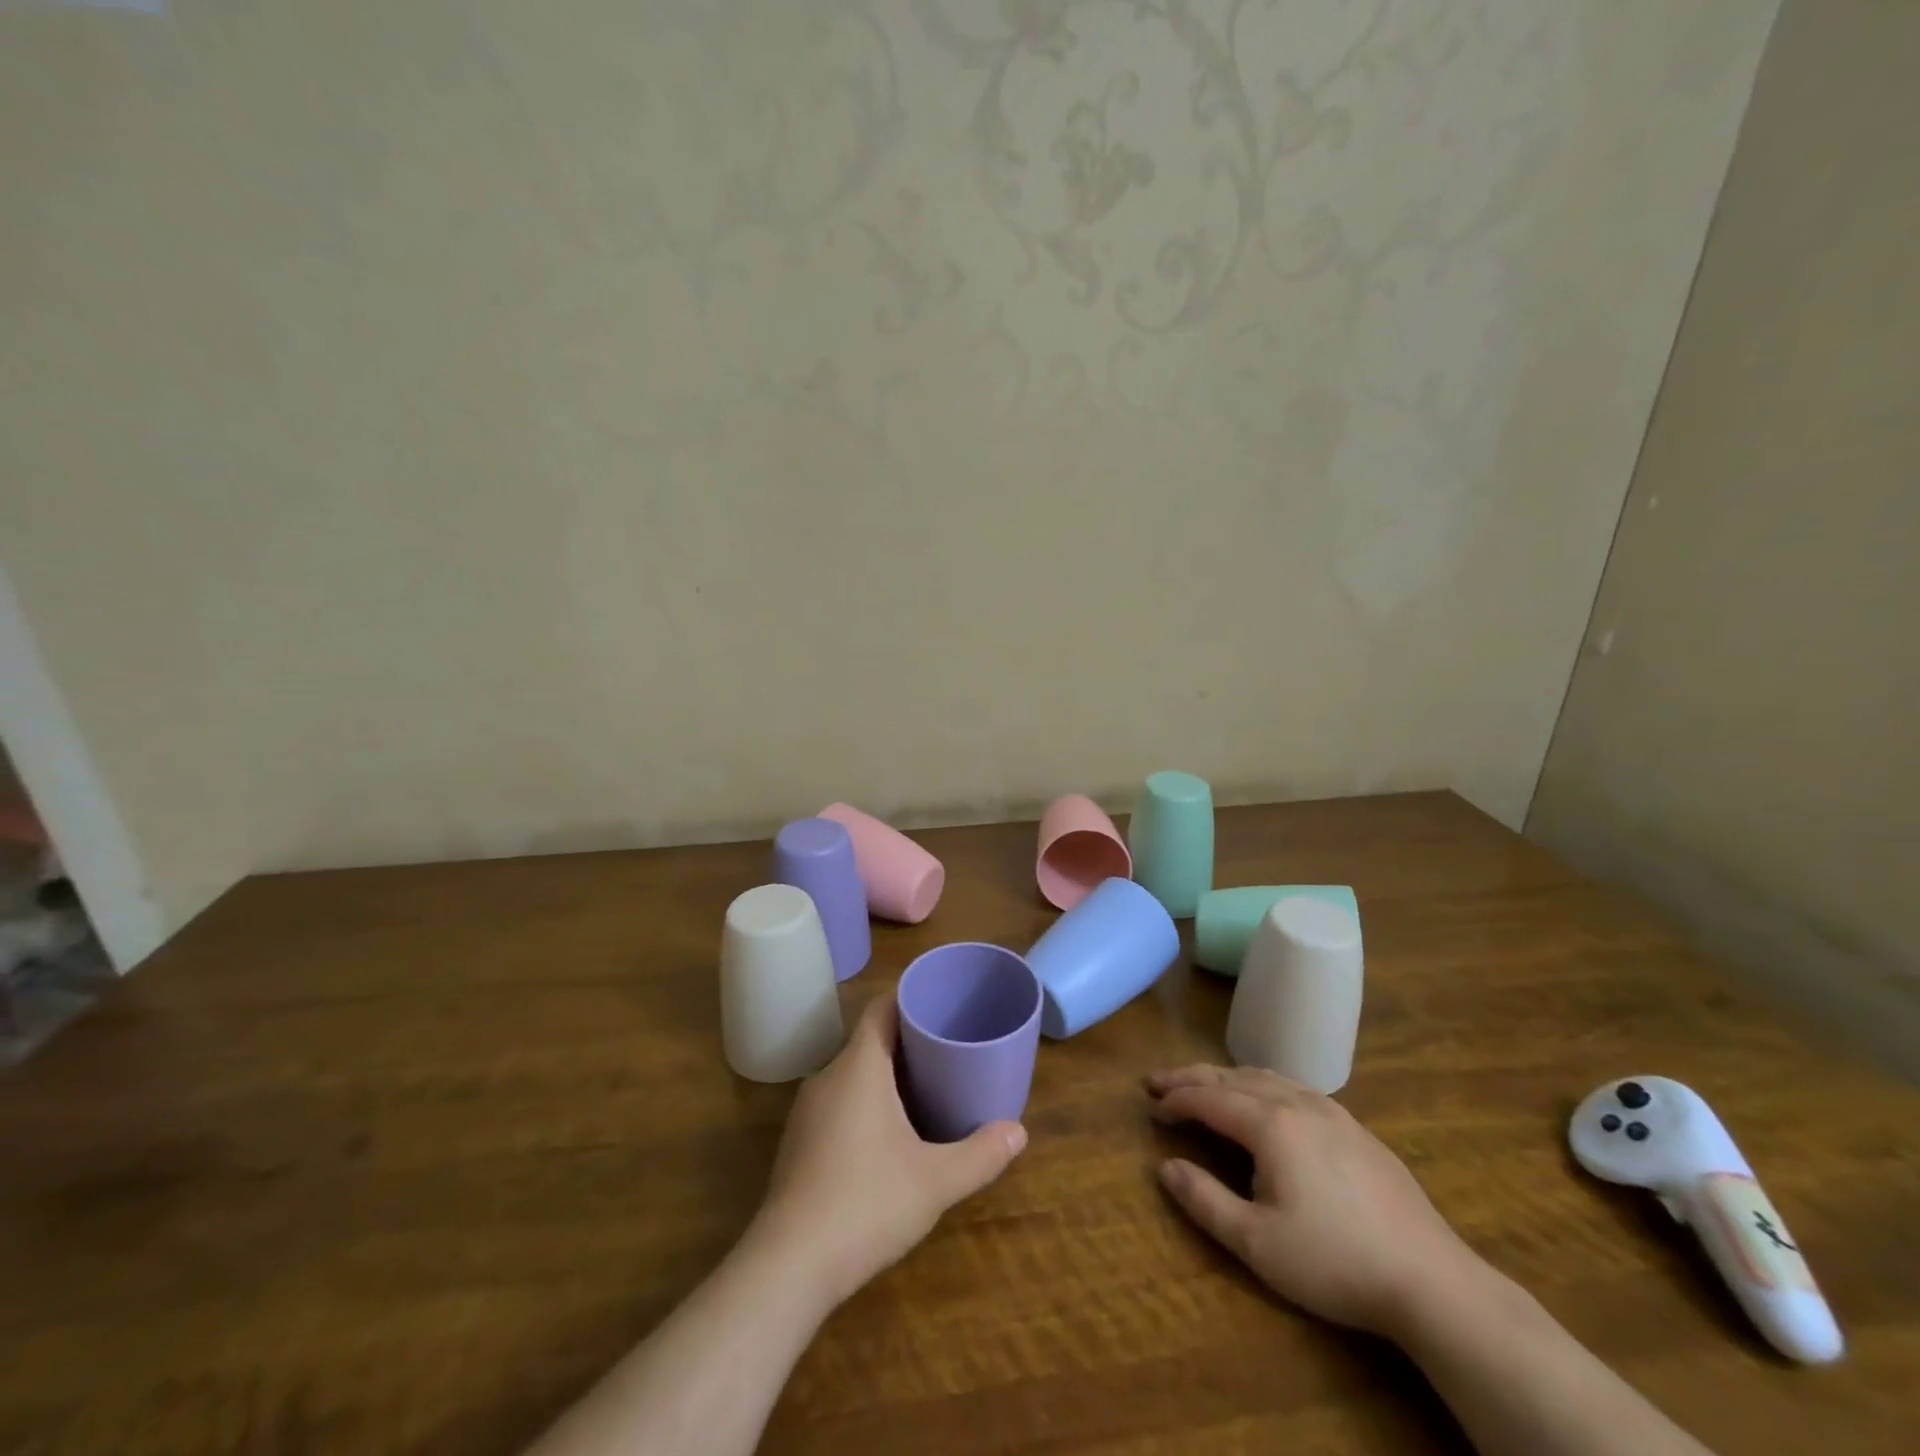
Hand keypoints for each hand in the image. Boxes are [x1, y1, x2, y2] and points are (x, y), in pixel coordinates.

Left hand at [753, 992, 1026, 1305]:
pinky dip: (866, 1100)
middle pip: (870, 1039)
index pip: (882, 1009)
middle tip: (948, 1046)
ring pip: (853, 1072)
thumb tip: (1018, 1132)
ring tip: (926, 1084)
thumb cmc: (866, 1204)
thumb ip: (980, 1154)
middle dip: (907, 1039)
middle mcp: (828, 1077)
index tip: (941, 1001)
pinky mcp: (799, 1141)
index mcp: (859, 1067)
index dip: (910, 997)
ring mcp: (808, 1110)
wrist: (788, 1266)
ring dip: (886, 1072)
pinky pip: (839, 1100)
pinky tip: (889, 1132)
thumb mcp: (935, 1180)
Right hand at [1146, 1064, 1481, 1338]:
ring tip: (1203, 1084)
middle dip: (1191, 1077)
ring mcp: (1331, 1112)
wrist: (1431, 1280)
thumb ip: (1205, 1201)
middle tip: (1158, 1080)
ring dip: (1226, 1077)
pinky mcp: (1356, 1129)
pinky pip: (1295, 1088)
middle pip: (1232, 1077)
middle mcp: (1296, 1103)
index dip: (1175, 1099)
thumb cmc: (1334, 1262)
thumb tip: (1164, 1167)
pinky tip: (1266, 1099)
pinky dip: (1262, 1084)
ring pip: (1265, 1077)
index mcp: (1269, 1124)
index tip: (1150, 1106)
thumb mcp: (1257, 1243)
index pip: (1208, 1098)